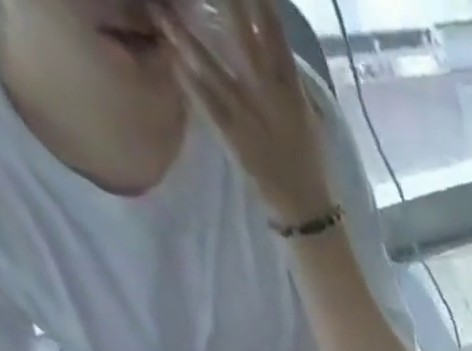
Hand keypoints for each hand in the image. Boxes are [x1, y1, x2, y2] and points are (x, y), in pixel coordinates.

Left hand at [158, 0, 333, 228]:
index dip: (261, 5)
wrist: (306, 209)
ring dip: (186, 36)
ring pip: (212, 66)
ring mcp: (249, 116)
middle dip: (227, 5)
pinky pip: (205, 101)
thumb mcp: (308, 121)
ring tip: (163, 11)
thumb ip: (293, 86)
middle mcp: (271, 97)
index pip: (275, 34)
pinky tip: (170, 57)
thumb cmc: (308, 165)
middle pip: (243, 37)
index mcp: (293, 91)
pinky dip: (187, 79)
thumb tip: (280, 53)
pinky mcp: (232, 136)